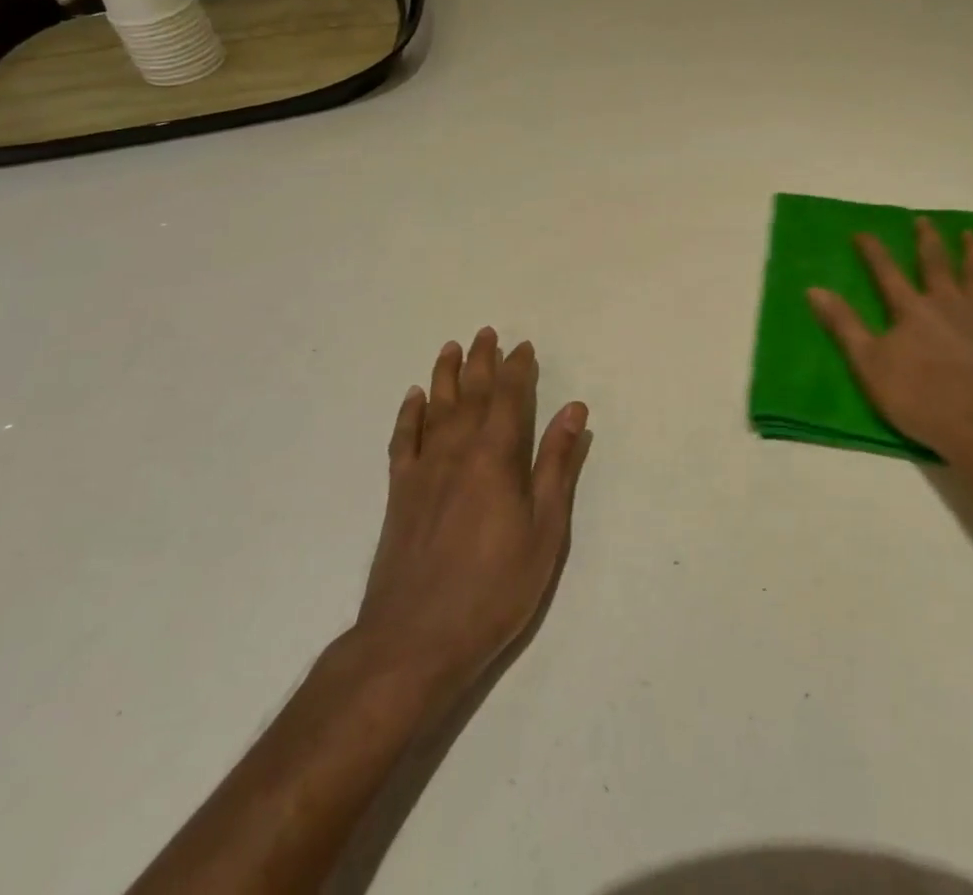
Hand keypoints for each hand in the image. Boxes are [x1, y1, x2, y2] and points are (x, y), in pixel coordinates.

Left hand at [352, 328, 591, 696]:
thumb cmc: (493, 587)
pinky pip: (402, 440)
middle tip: (487, 333)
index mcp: (496, 457)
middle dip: (482, 361)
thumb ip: (556, 465)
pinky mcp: (399, 494)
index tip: (524, 347)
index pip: (509, 397)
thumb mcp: (544, 530)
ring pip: (436, 408)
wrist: (414, 640)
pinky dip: (409, 414)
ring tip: (451, 348)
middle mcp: (457, 451)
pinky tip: (414, 398)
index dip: (517, 369)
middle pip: (471, 394)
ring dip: (445, 375)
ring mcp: (423, 471)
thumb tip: (573, 410)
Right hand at [807, 217, 972, 462]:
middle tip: (923, 220)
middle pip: (936, 263)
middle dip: (927, 240)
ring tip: (970, 234)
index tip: (862, 232)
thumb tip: (814, 289)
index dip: (872, 251)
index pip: (886, 272)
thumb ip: (844, 325)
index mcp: (911, 309)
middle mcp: (948, 302)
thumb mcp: (869, 365)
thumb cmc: (921, 399)